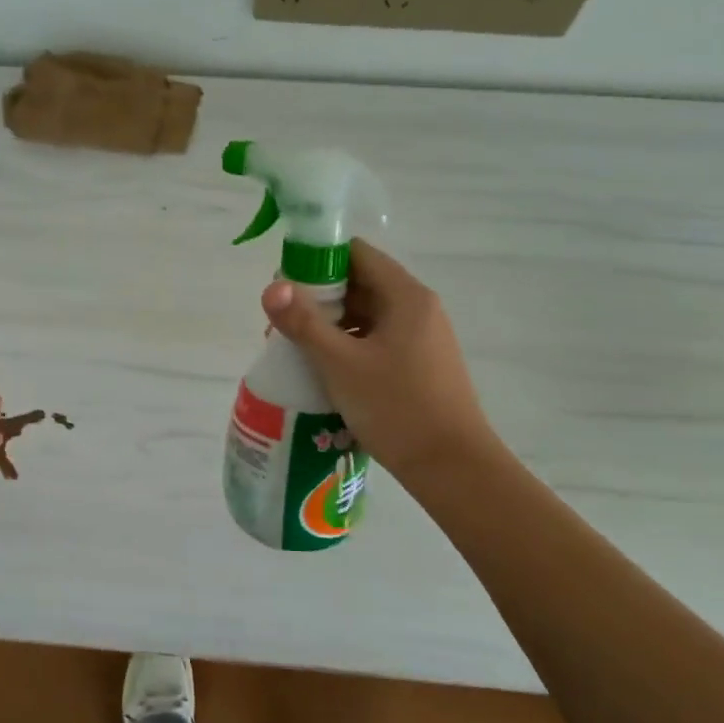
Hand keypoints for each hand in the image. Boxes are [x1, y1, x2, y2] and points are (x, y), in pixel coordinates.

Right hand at [261, 239, 499, 486]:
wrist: (452, 468)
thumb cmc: (397, 408)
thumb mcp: (341, 364)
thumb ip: (304, 323)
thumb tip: (271, 287)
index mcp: (406, 296)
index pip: (356, 254)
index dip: (317, 262)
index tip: (285, 287)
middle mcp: (418, 309)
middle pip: (360, 284)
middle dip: (318, 300)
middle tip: (282, 325)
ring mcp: (422, 338)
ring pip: (366, 316)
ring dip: (330, 327)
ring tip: (296, 352)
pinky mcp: (419, 365)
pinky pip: (376, 342)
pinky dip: (348, 348)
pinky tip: (325, 372)